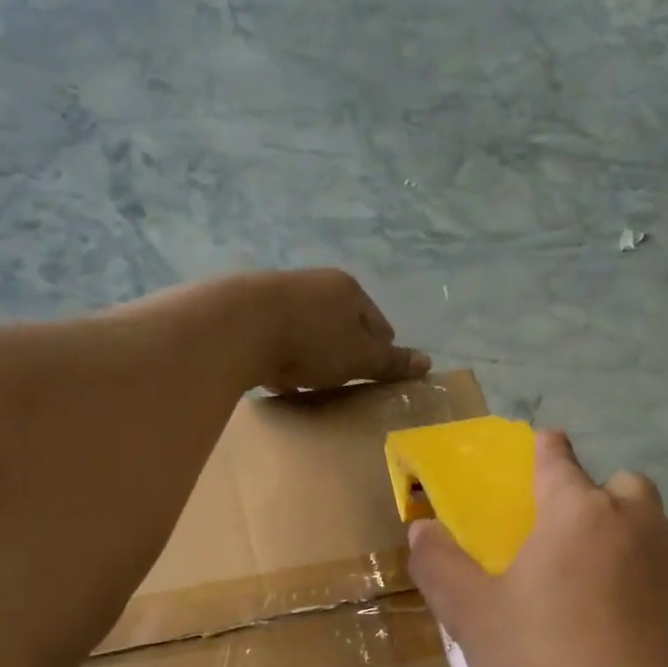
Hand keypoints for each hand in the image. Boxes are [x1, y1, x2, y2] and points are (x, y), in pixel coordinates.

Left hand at [199, 268, 428, 392]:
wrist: (240, 326)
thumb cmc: (313, 342)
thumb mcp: (360, 358)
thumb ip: (390, 362)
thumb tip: (427, 362)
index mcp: (350, 290)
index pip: (378, 324)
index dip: (381, 352)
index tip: (375, 377)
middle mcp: (317, 283)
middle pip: (342, 324)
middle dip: (344, 352)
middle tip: (343, 383)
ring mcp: (281, 293)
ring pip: (309, 329)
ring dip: (313, 354)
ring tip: (310, 383)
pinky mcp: (250, 310)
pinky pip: (278, 337)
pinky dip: (283, 356)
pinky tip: (278, 376)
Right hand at [407, 430, 667, 666]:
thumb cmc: (543, 665)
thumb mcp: (472, 616)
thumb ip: (440, 565)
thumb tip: (421, 528)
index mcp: (577, 513)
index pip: (559, 460)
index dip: (547, 450)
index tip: (544, 444)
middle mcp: (637, 522)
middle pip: (620, 486)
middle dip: (595, 498)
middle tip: (567, 542)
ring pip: (653, 529)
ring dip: (627, 539)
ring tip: (599, 590)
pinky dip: (652, 583)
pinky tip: (632, 631)